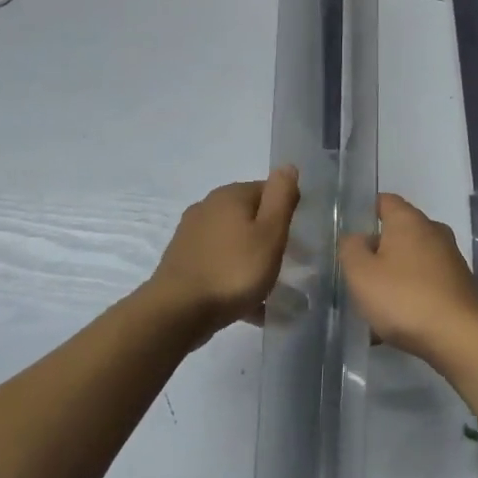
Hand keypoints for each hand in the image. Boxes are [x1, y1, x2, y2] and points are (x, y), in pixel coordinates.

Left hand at [146, 168, 298, 340]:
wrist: (177, 311)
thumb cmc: (233, 271)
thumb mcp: (270, 233)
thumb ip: (281, 198)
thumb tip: (287, 166)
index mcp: (230, 196)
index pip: (268, 191)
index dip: (287, 211)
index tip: (299, 238)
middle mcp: (207, 208)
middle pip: (249, 217)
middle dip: (270, 236)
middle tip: (290, 264)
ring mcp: (192, 235)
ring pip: (235, 242)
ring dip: (254, 259)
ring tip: (272, 289)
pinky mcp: (183, 261)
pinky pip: (220, 264)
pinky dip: (236, 277)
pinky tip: (250, 306)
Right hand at [339, 193, 477, 362]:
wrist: (460, 337)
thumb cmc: (404, 298)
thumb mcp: (361, 274)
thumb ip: (351, 249)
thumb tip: (356, 238)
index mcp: (409, 220)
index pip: (384, 201)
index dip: (364, 212)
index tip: (348, 234)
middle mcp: (433, 231)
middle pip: (398, 232)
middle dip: (377, 250)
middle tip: (356, 274)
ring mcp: (450, 258)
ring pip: (411, 260)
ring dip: (392, 276)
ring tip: (372, 304)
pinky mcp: (459, 284)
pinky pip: (425, 282)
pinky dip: (409, 294)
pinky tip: (396, 322)